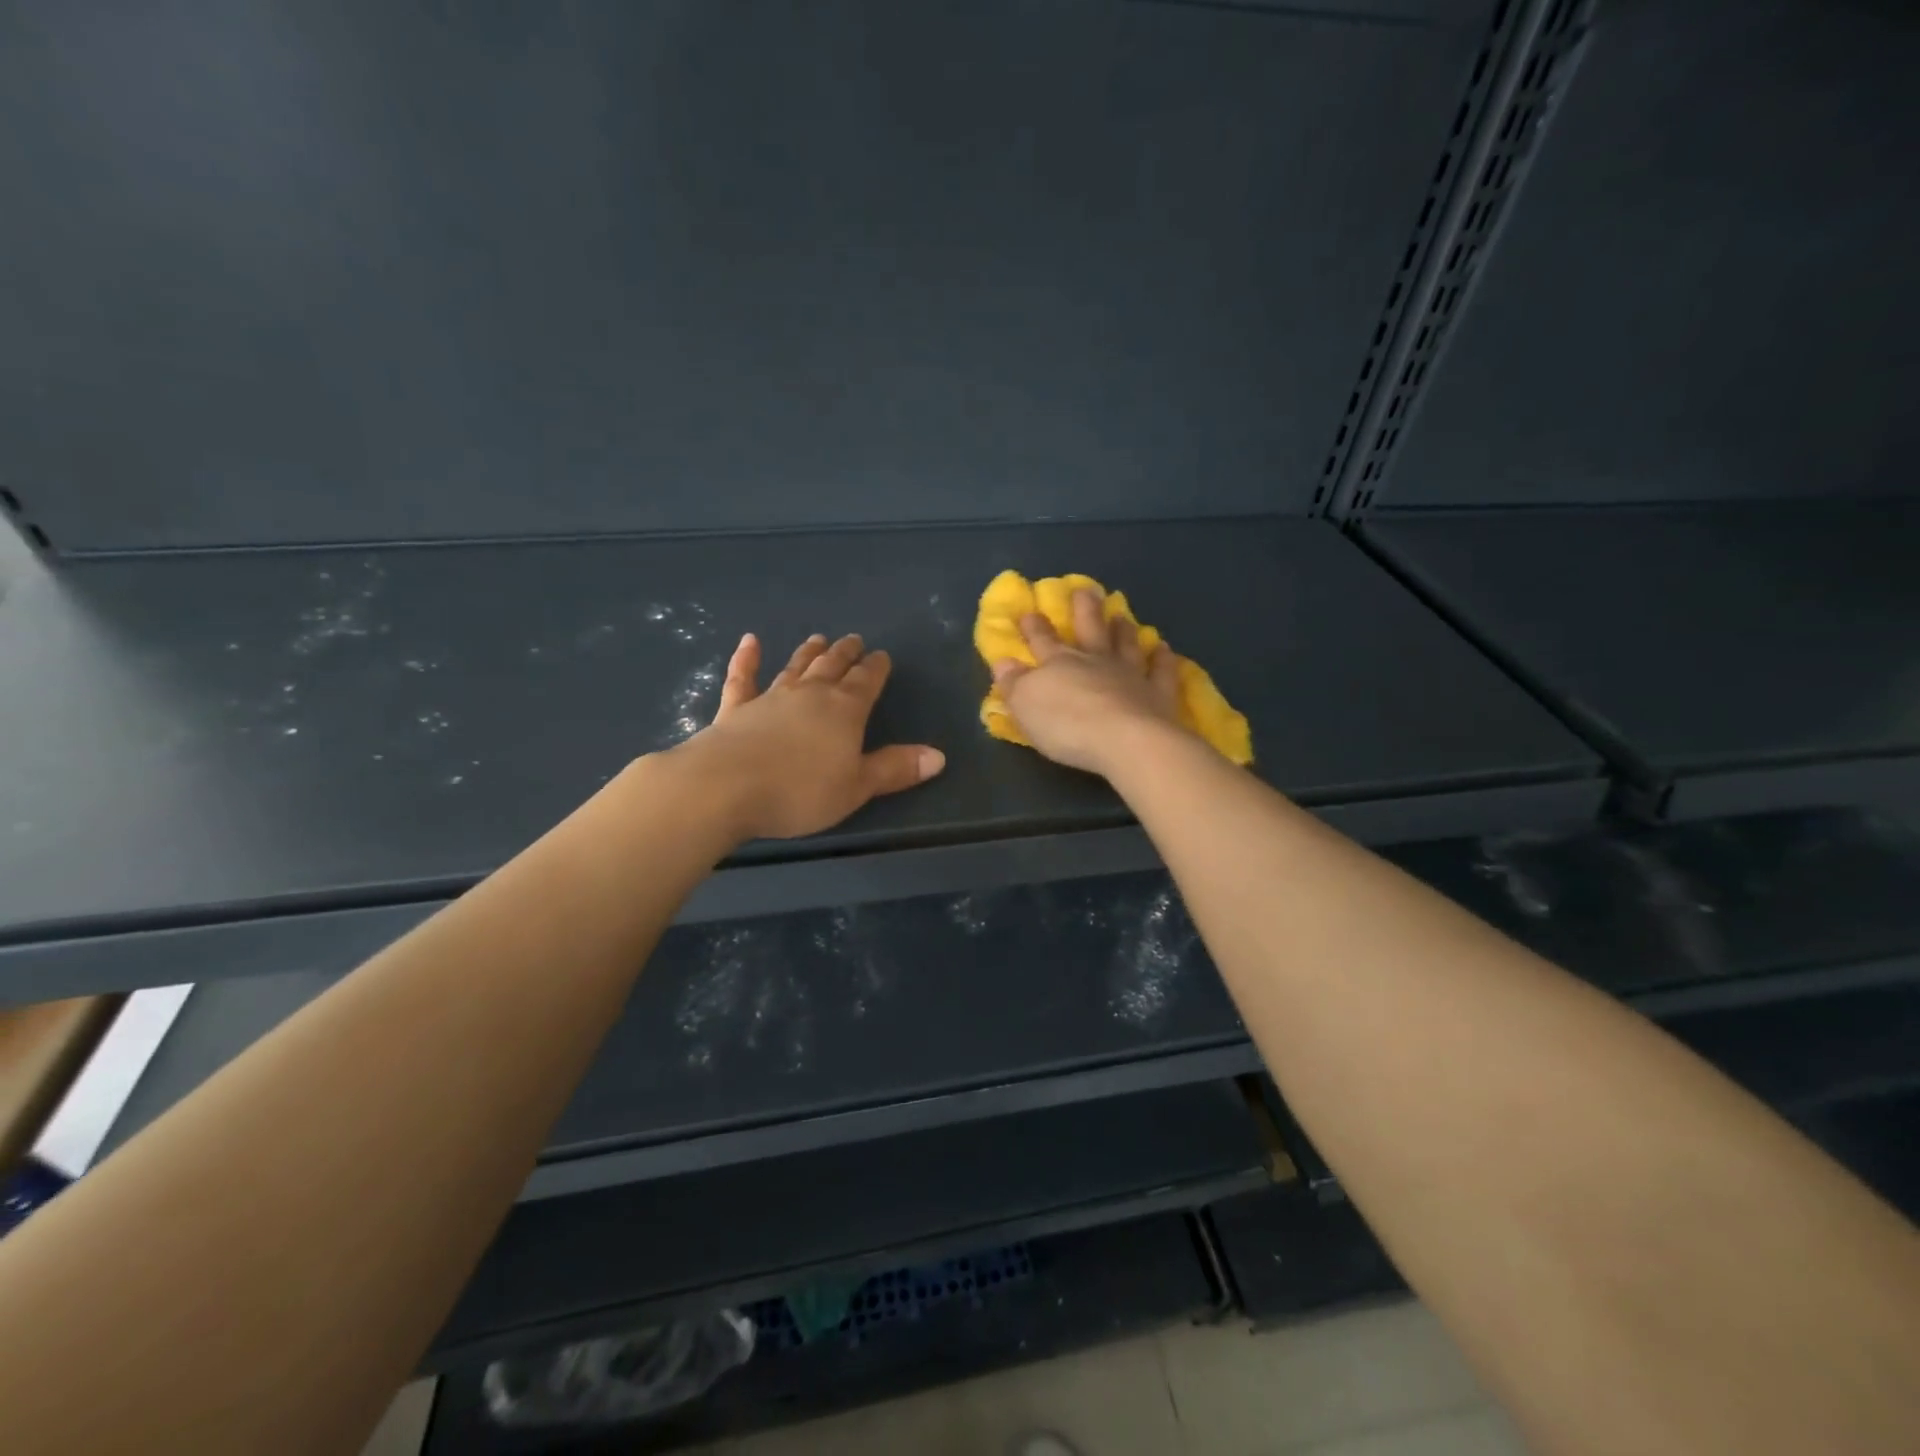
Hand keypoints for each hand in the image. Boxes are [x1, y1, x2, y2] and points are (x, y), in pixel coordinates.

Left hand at [677, 632, 944, 840]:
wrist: (724, 787)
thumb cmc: (799, 792)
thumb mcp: (856, 787)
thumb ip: (895, 769)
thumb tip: (939, 756)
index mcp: (844, 710)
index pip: (866, 682)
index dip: (876, 668)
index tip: (882, 656)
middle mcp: (809, 694)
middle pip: (832, 667)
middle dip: (846, 654)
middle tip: (853, 639)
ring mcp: (769, 698)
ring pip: (795, 667)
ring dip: (808, 652)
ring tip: (818, 638)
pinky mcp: (734, 709)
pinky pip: (742, 678)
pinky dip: (746, 659)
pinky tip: (749, 642)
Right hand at [991, 588, 1191, 776]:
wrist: (1126, 741)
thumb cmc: (1066, 725)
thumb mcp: (1025, 705)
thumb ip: (1014, 683)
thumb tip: (1003, 662)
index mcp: (1059, 663)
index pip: (1042, 640)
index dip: (1034, 627)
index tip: (1029, 611)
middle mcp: (1096, 661)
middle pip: (1088, 629)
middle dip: (1083, 609)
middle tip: (1084, 589)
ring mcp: (1131, 674)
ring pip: (1125, 644)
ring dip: (1122, 629)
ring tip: (1121, 614)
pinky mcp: (1160, 694)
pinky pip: (1162, 671)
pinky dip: (1163, 659)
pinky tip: (1164, 649)